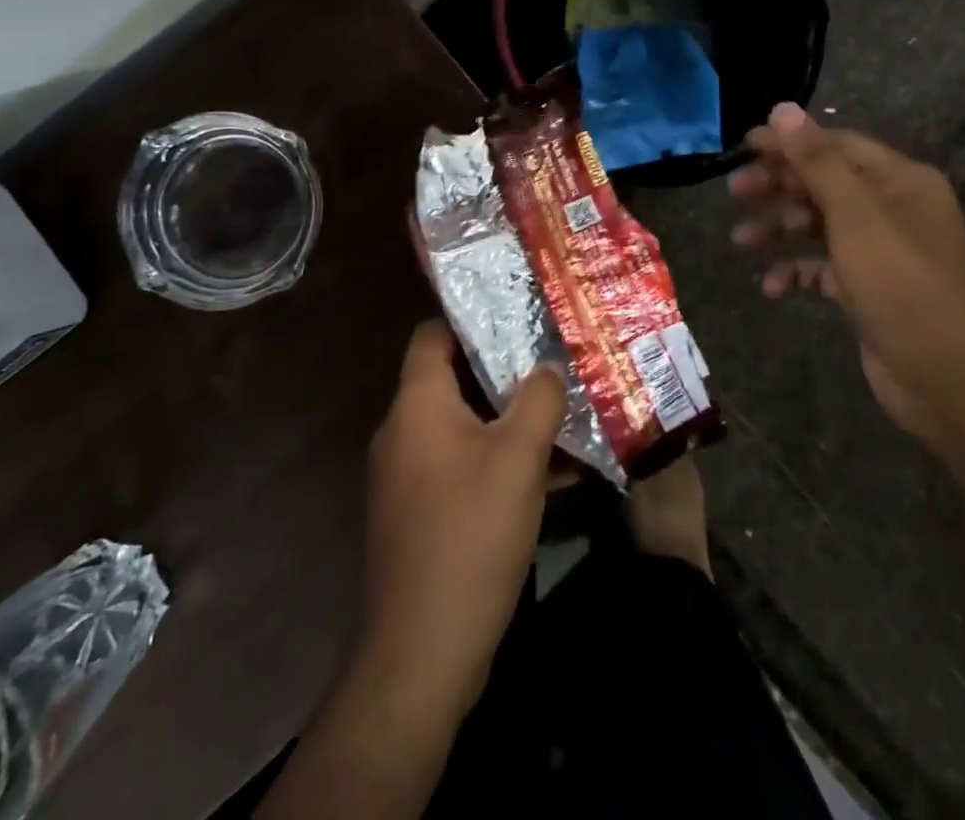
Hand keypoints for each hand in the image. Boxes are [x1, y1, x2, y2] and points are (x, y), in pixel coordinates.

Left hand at [360, 320, 566, 717]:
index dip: (470, 318)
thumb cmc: (469, 534)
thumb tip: (549, 366)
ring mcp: (406, 477)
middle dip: (503, 372)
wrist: (421, 651)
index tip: (516, 312)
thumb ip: (539, 400)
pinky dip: (497, 462)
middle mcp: (403, 432)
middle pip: (452, 380)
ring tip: (560, 413)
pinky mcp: (419, 515)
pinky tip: (550, 475)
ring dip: (507, 421)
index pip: (432, 335)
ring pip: (462, 428)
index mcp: (417, 405)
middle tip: (551, 361)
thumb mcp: (518, 458)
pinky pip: (461, 468)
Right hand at [728, 103, 964, 436]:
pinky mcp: (868, 291)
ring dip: (780, 230)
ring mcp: (881, 253)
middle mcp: (893, 210)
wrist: (950, 379)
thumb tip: (783, 109)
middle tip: (736, 191)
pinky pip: (824, 270)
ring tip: (741, 241)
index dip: (790, 142)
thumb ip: (817, 161)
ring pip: (820, 227)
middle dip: (779, 186)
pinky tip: (772, 286)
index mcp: (900, 181)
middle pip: (825, 184)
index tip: (744, 146)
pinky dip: (797, 272)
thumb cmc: (902, 283)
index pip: (837, 145)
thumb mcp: (856, 216)